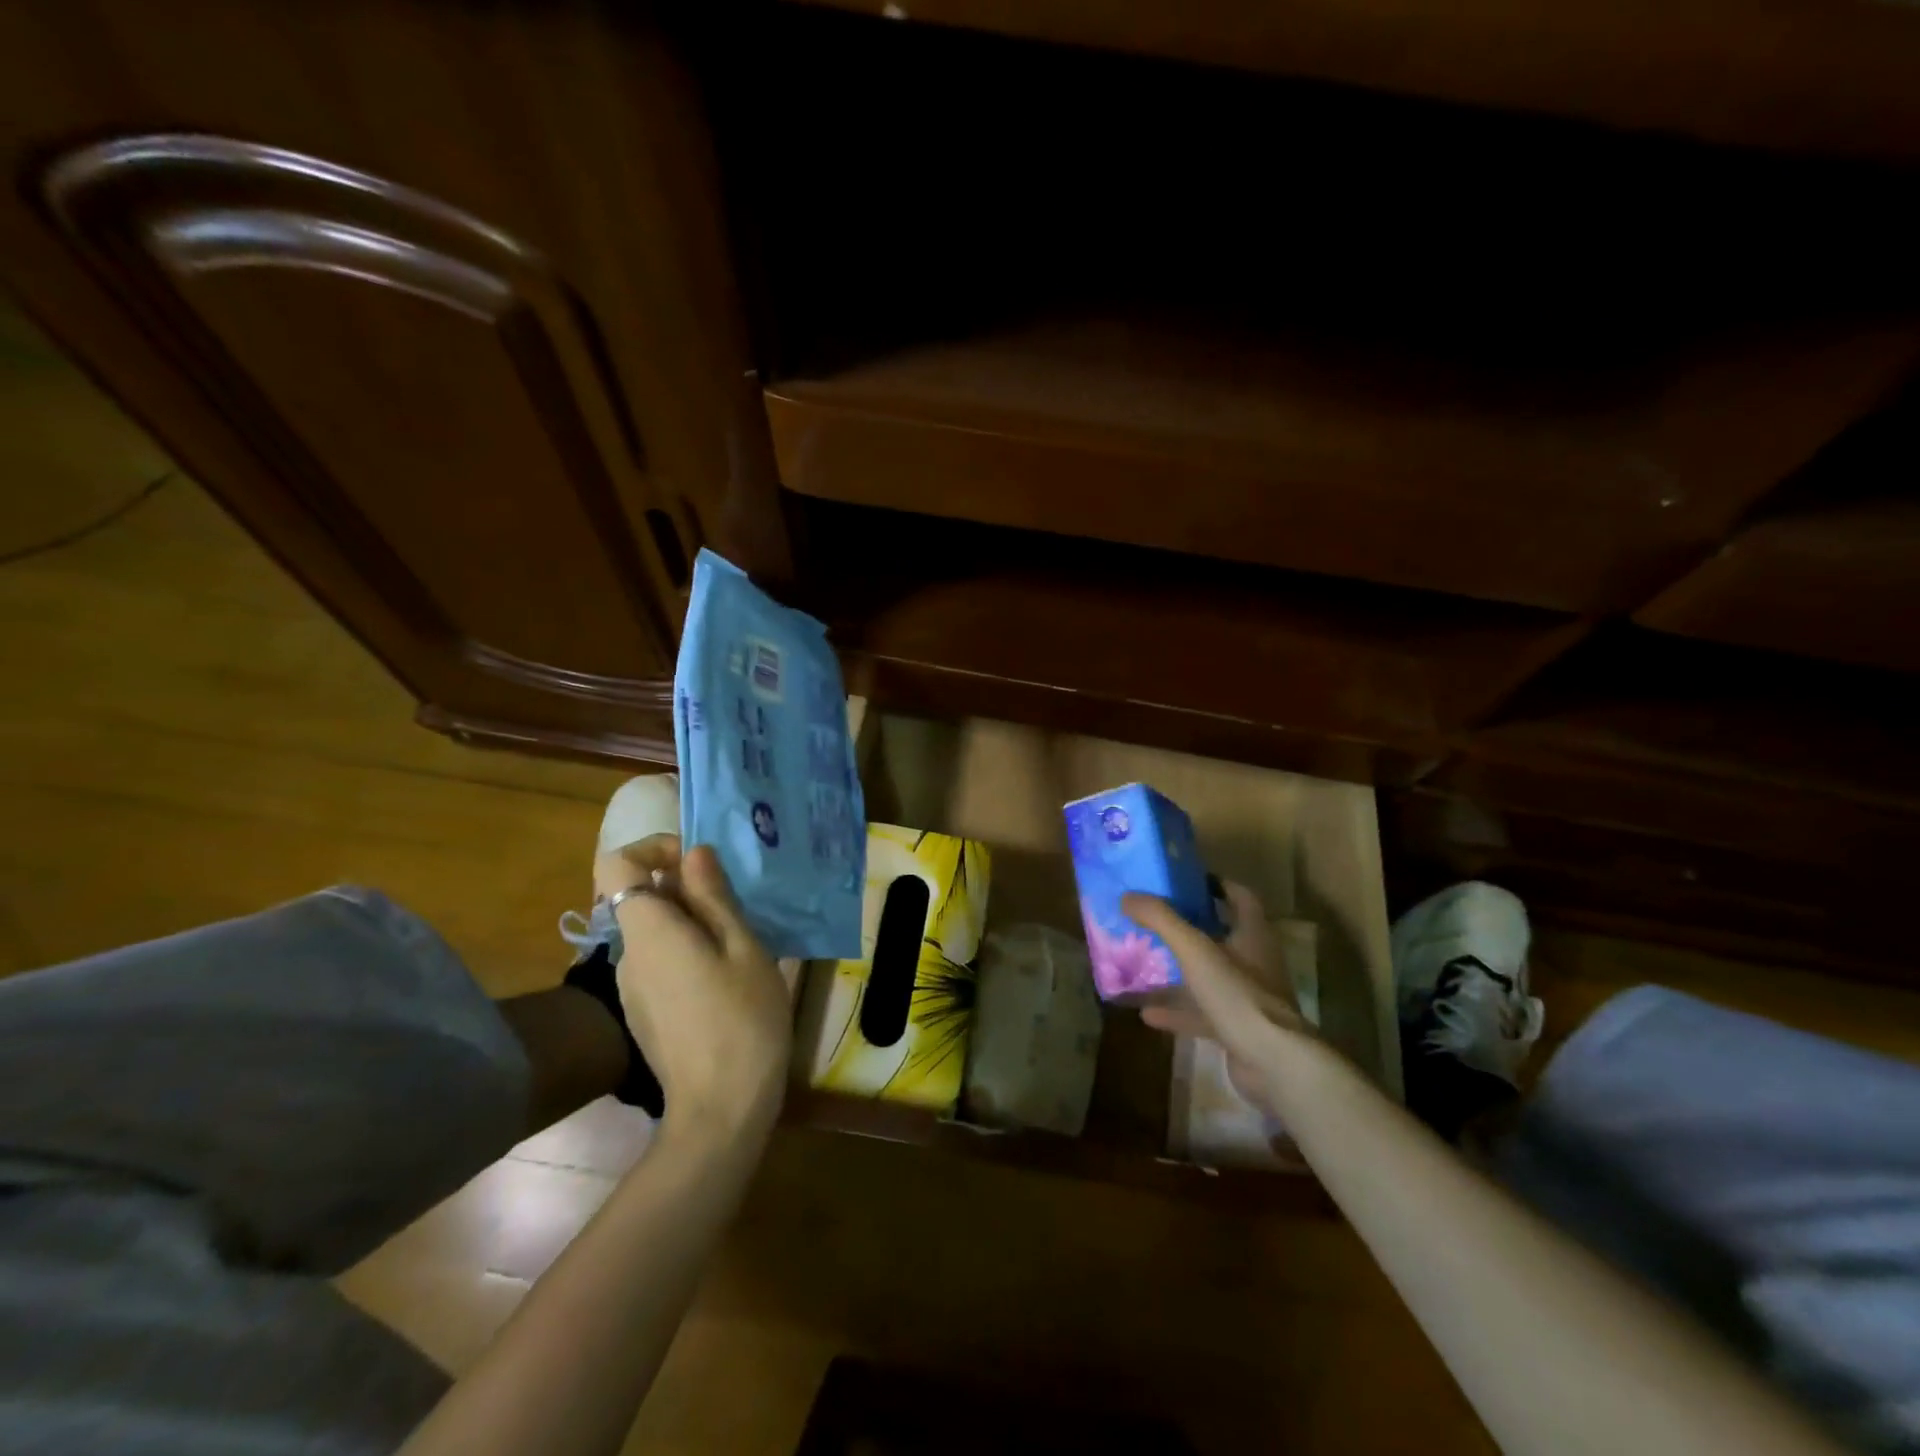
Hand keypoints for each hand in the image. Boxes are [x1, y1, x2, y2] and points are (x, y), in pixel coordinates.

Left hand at [609, 844, 790, 1137]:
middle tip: (741, 908)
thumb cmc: (742, 1019)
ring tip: (743, 946)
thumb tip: (693, 852)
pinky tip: (728, 981)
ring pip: (657, 931)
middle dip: (689, 889)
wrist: (721, 1110)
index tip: (701, 864)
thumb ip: (713, 897)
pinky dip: (690, 953)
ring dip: (695, 923)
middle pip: (643, 897)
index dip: (656, 849)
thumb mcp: (743, 948)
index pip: (617, 862)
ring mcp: (632, 986)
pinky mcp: (644, 1011)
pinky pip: (661, 961)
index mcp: (649, 930)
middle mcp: (628, 953)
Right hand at [1123, 882, 1318, 1120]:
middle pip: (1222, 935)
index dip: (1215, 884)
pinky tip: (1148, 1013)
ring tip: (1145, 962)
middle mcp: (1255, 961)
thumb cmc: (1238, 995)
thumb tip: (1127, 896)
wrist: (1273, 1063)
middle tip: (1155, 919)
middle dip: (1189, 927)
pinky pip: (1202, 1012)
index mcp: (1253, 934)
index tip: (1184, 880)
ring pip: (1209, 975)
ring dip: (1180, 971)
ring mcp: (1247, 997)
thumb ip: (1161, 920)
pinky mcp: (1238, 1028)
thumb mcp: (1194, 950)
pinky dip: (1177, 1011)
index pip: (1240, 897)